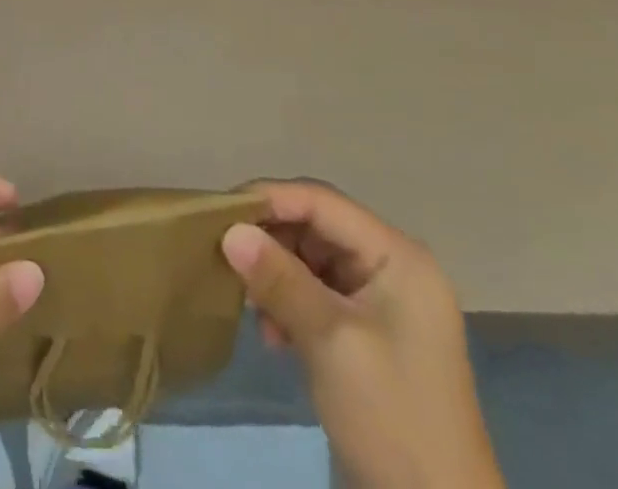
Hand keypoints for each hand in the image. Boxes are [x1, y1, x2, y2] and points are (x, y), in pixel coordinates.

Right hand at [221, 182, 503, 488]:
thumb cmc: (392, 417)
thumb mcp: (330, 340)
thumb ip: (279, 278)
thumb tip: (228, 230)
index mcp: (398, 257)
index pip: (321, 202)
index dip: (269, 199)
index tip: (219, 212)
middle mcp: (392, 267)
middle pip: (313, 226)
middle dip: (269, 242)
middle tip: (228, 260)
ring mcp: (381, 301)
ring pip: (308, 258)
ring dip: (275, 276)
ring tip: (251, 306)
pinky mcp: (366, 331)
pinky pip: (315, 291)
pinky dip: (288, 302)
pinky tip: (272, 334)